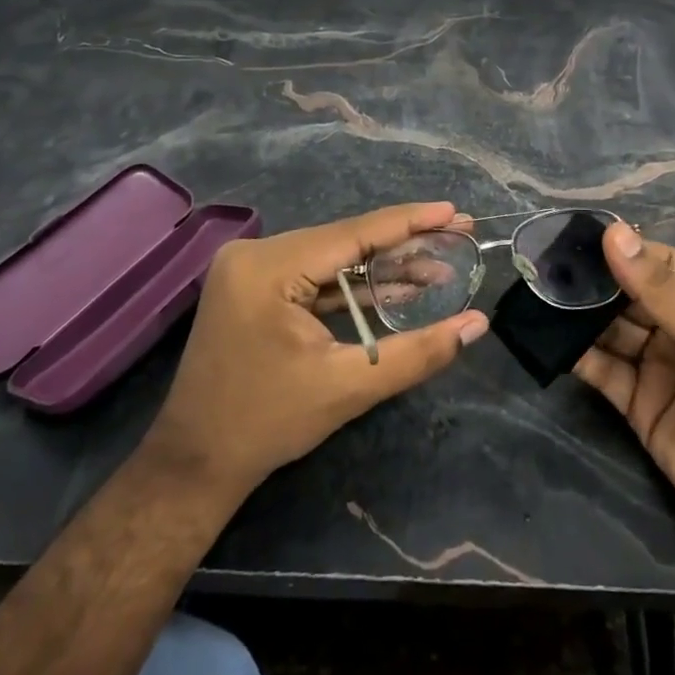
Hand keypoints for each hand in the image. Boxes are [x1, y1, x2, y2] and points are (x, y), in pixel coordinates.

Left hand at [143, 202, 488, 501]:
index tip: (454, 212)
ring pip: (332, 257)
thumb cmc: (267, 424)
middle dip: (403, 243)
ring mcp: (251, 268)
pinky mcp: (254, 286)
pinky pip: (314, 274)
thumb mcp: (348, 386)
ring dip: (381, 266)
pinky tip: (396, 285)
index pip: (353, 234)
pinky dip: (352, 284)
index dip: (409, 222)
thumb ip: (417, 352)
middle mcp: (255, 254)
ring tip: (437, 266)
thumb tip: (478, 324)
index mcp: (268, 267)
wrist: (196, 463)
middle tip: (457, 236)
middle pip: (344, 240)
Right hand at [574, 223, 674, 580]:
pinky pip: (603, 368)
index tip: (574, 236)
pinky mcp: (638, 401)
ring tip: (540, 296)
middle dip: (593, 282)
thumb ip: (660, 289)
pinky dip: (578, 354)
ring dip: (579, 315)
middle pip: (629, 293)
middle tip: (545, 266)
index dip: (622, 249)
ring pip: (611, 328)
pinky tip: (549, 339)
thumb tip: (612, 232)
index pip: (660, 261)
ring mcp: (660, 364)